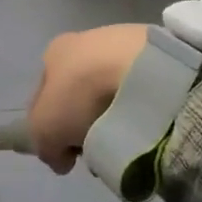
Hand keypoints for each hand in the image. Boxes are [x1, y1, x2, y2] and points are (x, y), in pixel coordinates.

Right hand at [26, 24, 147, 173]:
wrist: (139, 70)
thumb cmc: (80, 94)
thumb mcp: (44, 130)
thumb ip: (45, 146)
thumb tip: (61, 160)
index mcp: (54, 52)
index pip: (44, 95)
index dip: (49, 127)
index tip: (66, 153)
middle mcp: (86, 41)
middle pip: (79, 93)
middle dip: (84, 121)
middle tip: (95, 147)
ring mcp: (124, 43)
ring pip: (111, 90)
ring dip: (113, 114)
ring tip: (124, 137)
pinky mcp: (157, 51)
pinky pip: (140, 87)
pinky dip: (139, 105)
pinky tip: (144, 121)